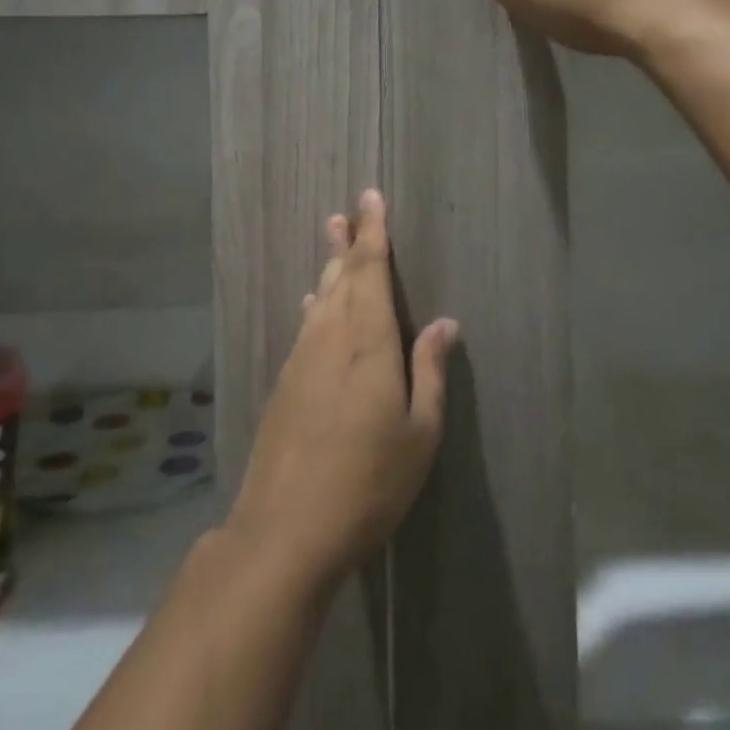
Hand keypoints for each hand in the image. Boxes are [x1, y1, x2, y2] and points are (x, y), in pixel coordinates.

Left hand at [226, 190, 458, 590]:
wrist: (285, 531)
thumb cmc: (368, 483)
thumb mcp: (419, 434)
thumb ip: (429, 372)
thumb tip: (444, 323)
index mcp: (368, 343)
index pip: (370, 272)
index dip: (373, 233)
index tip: (372, 199)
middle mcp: (331, 338)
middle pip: (340, 277)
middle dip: (347, 241)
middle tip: (347, 210)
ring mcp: (302, 360)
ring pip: (320, 299)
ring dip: (328, 267)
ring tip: (331, 239)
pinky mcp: (285, 384)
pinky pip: (305, 327)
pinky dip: (314, 306)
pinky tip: (313, 305)